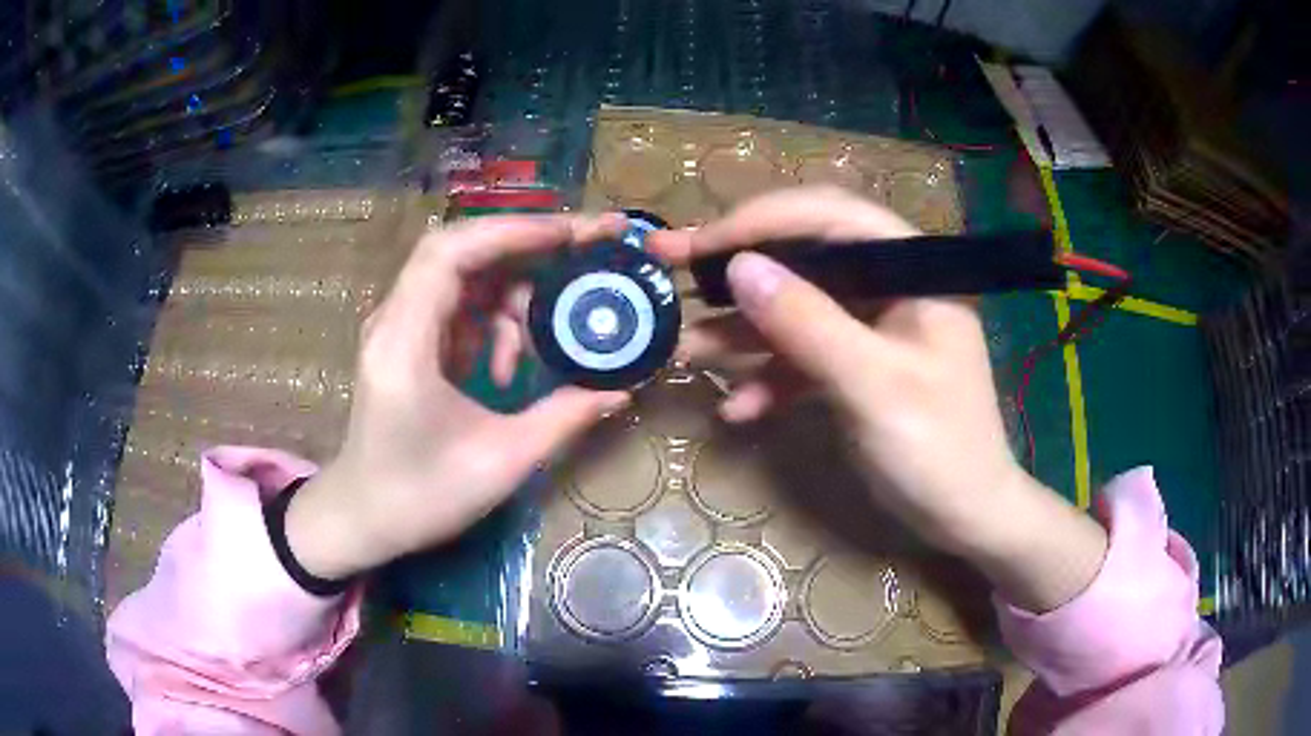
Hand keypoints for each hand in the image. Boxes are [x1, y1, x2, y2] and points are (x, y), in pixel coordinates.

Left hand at [287, 215, 630, 580]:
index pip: (450, 253)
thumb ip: (563, 418)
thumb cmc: (421, 496)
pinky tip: (507, 371)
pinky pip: (458, 308)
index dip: (511, 232)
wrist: (363, 517)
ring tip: (545, 343)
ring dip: (512, 297)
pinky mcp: (407, 342)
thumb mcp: (500, 462)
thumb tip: (621, 388)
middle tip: (586, 253)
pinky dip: (493, 325)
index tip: (572, 235)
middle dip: (526, 247)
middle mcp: (394, 320)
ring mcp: (398, 328)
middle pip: (460, 252)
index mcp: (404, 342)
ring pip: (464, 278)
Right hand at [650, 187, 1106, 611]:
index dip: (761, 221)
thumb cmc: (938, 451)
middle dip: (737, 269)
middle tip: (669, 267)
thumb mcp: (874, 386)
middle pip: (805, 257)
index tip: (701, 245)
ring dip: (743, 332)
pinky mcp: (857, 366)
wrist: (964, 519)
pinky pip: (805, 356)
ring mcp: (871, 327)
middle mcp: (890, 286)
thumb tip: (739, 268)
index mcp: (912, 271)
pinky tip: (737, 409)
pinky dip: (771, 379)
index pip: (830, 217)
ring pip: (797, 309)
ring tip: (686, 351)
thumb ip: (809, 324)